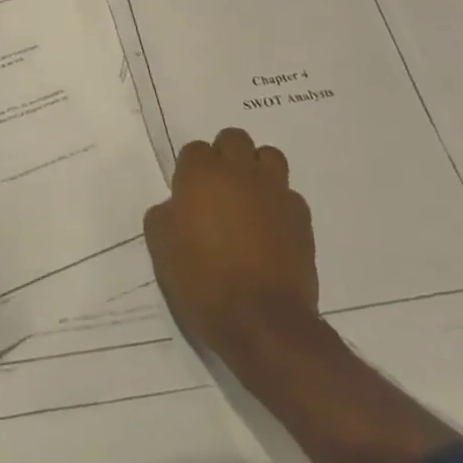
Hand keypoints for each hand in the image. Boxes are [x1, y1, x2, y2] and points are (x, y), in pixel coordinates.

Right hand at [144, 127, 319, 354]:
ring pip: (269, 157)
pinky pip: (288, 195)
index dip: (190, 171)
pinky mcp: (301, 218)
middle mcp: (240, 173)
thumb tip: (177, 207)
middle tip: (217, 189)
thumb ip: (165, 214)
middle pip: (235, 139)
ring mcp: (275, 193)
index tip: (188, 195)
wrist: (262, 322)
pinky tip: (269, 230)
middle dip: (225, 156)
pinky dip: (277, 204)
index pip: (195, 150)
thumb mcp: (160, 247)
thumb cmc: (201, 280)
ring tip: (248, 199)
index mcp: (202, 175)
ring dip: (256, 170)